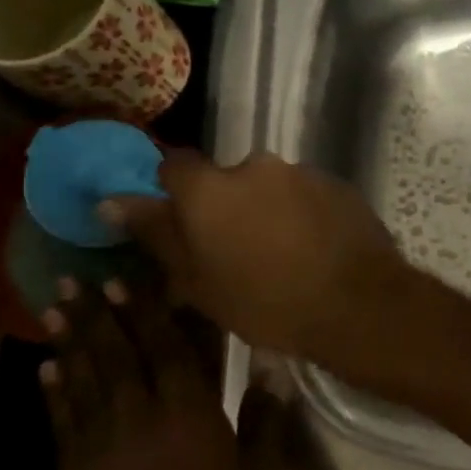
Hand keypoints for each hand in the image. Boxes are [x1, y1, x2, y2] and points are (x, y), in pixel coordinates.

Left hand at [40, 277, 282, 469]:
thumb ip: (265, 422)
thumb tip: (271, 371)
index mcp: (191, 417)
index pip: (169, 350)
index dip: (148, 313)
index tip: (128, 279)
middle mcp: (141, 420)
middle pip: (119, 356)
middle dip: (100, 315)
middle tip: (79, 278)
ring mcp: (100, 448)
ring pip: (85, 382)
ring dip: (71, 342)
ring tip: (55, 308)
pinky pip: (62, 424)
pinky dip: (54, 394)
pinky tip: (47, 370)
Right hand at [101, 151, 407, 375]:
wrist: (358, 303)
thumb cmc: (266, 303)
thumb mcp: (197, 282)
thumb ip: (157, 234)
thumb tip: (112, 200)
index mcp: (211, 188)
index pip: (175, 168)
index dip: (174, 194)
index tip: (182, 225)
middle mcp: (257, 166)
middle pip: (228, 180)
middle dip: (228, 207)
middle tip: (236, 252)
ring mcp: (304, 172)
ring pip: (271, 188)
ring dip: (268, 211)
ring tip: (283, 256)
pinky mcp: (339, 185)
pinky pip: (307, 195)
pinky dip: (303, 215)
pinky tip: (314, 250)